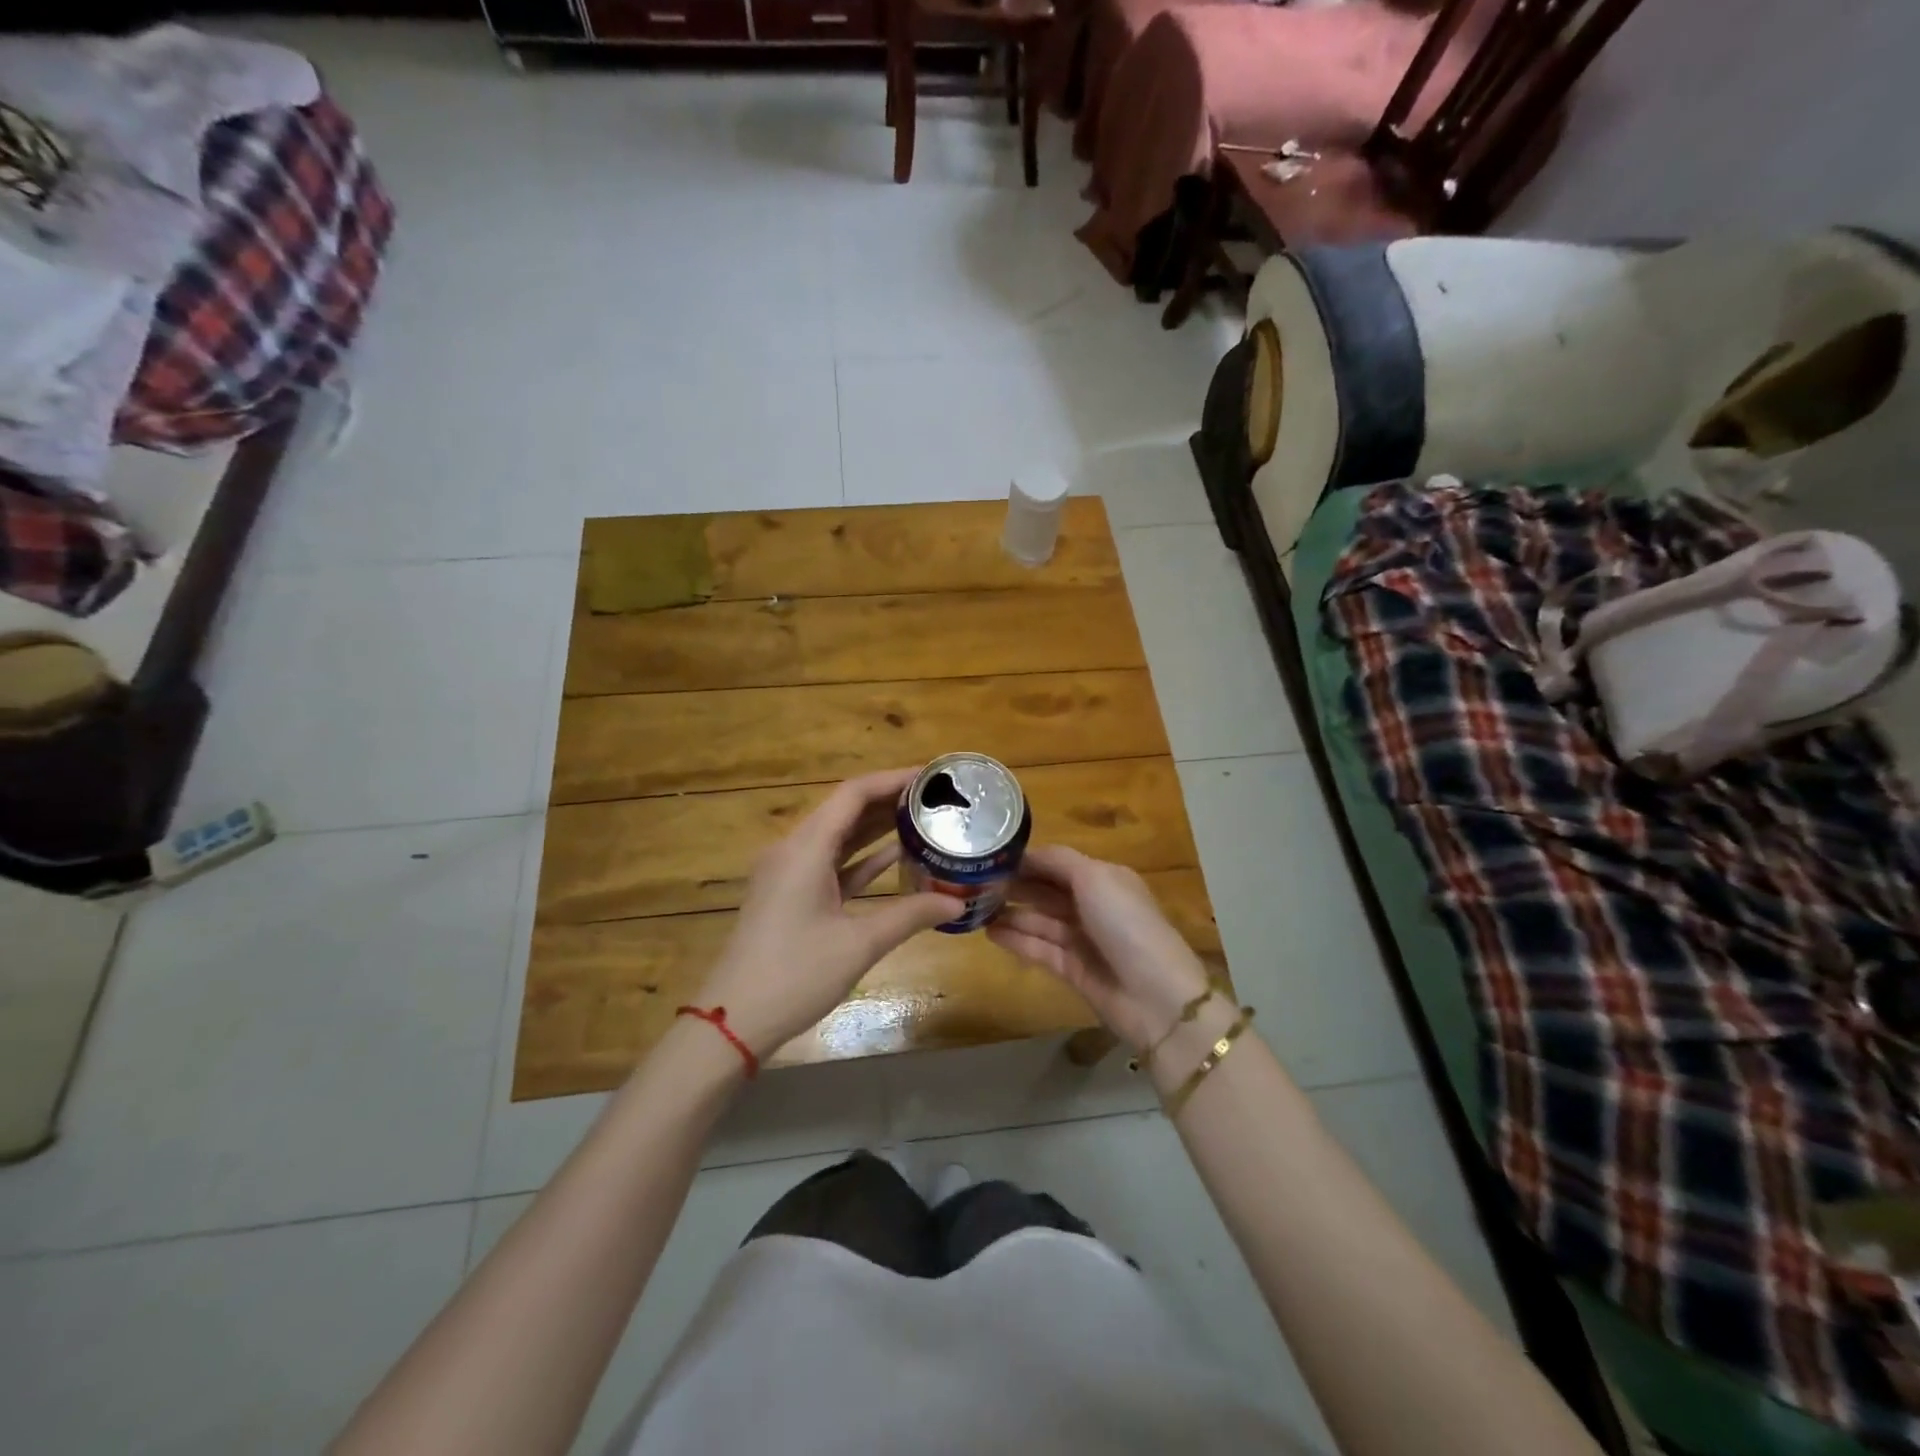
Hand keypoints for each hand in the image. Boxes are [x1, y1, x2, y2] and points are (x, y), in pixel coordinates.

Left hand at [695, 768, 962, 1058]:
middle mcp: (793, 850)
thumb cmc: (794, 975)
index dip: (893, 780)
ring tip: (924, 821)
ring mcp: (789, 874)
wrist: (733, 1021)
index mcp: (804, 849)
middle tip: (936, 800)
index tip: (931, 776)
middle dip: (890, 801)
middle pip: (845, 810)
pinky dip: (862, 858)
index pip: (853, 794)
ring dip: (877, 828)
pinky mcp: (790, 896)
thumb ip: (909, 915)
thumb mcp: (859, 944)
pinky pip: (831, 864)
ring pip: (839, 837)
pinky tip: (897, 856)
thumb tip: (957, 903)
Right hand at [988, 845, 1212, 1051]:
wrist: (1155, 995)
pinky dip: (1016, 940)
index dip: (1026, 861)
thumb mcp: (1095, 878)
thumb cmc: (1126, 924)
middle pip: (1046, 891)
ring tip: (974, 909)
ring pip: (1039, 920)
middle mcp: (1092, 905)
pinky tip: (990, 933)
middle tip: (974, 884)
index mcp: (1103, 878)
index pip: (1057, 863)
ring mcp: (1082, 939)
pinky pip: (1038, 949)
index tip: (990, 858)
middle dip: (1014, 886)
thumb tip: (1026, 853)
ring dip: (1010, 913)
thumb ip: (1058, 862)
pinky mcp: (1072, 969)